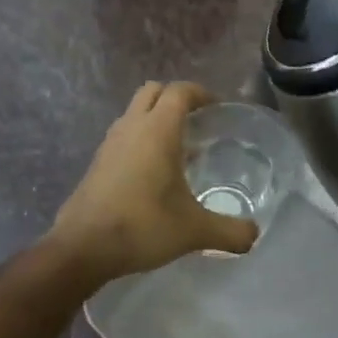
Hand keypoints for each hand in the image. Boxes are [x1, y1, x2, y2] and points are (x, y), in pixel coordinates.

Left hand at [49, 81, 258, 283]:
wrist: (83, 246)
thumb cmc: (142, 226)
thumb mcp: (194, 231)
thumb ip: (230, 231)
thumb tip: (254, 235)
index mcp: (158, 130)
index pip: (180, 91)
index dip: (201, 93)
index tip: (218, 108)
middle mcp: (132, 127)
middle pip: (153, 91)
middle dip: (176, 98)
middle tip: (198, 121)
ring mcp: (110, 143)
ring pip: (134, 113)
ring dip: (155, 119)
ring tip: (178, 148)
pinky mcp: (97, 163)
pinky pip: (123, 136)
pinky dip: (140, 140)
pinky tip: (153, 173)